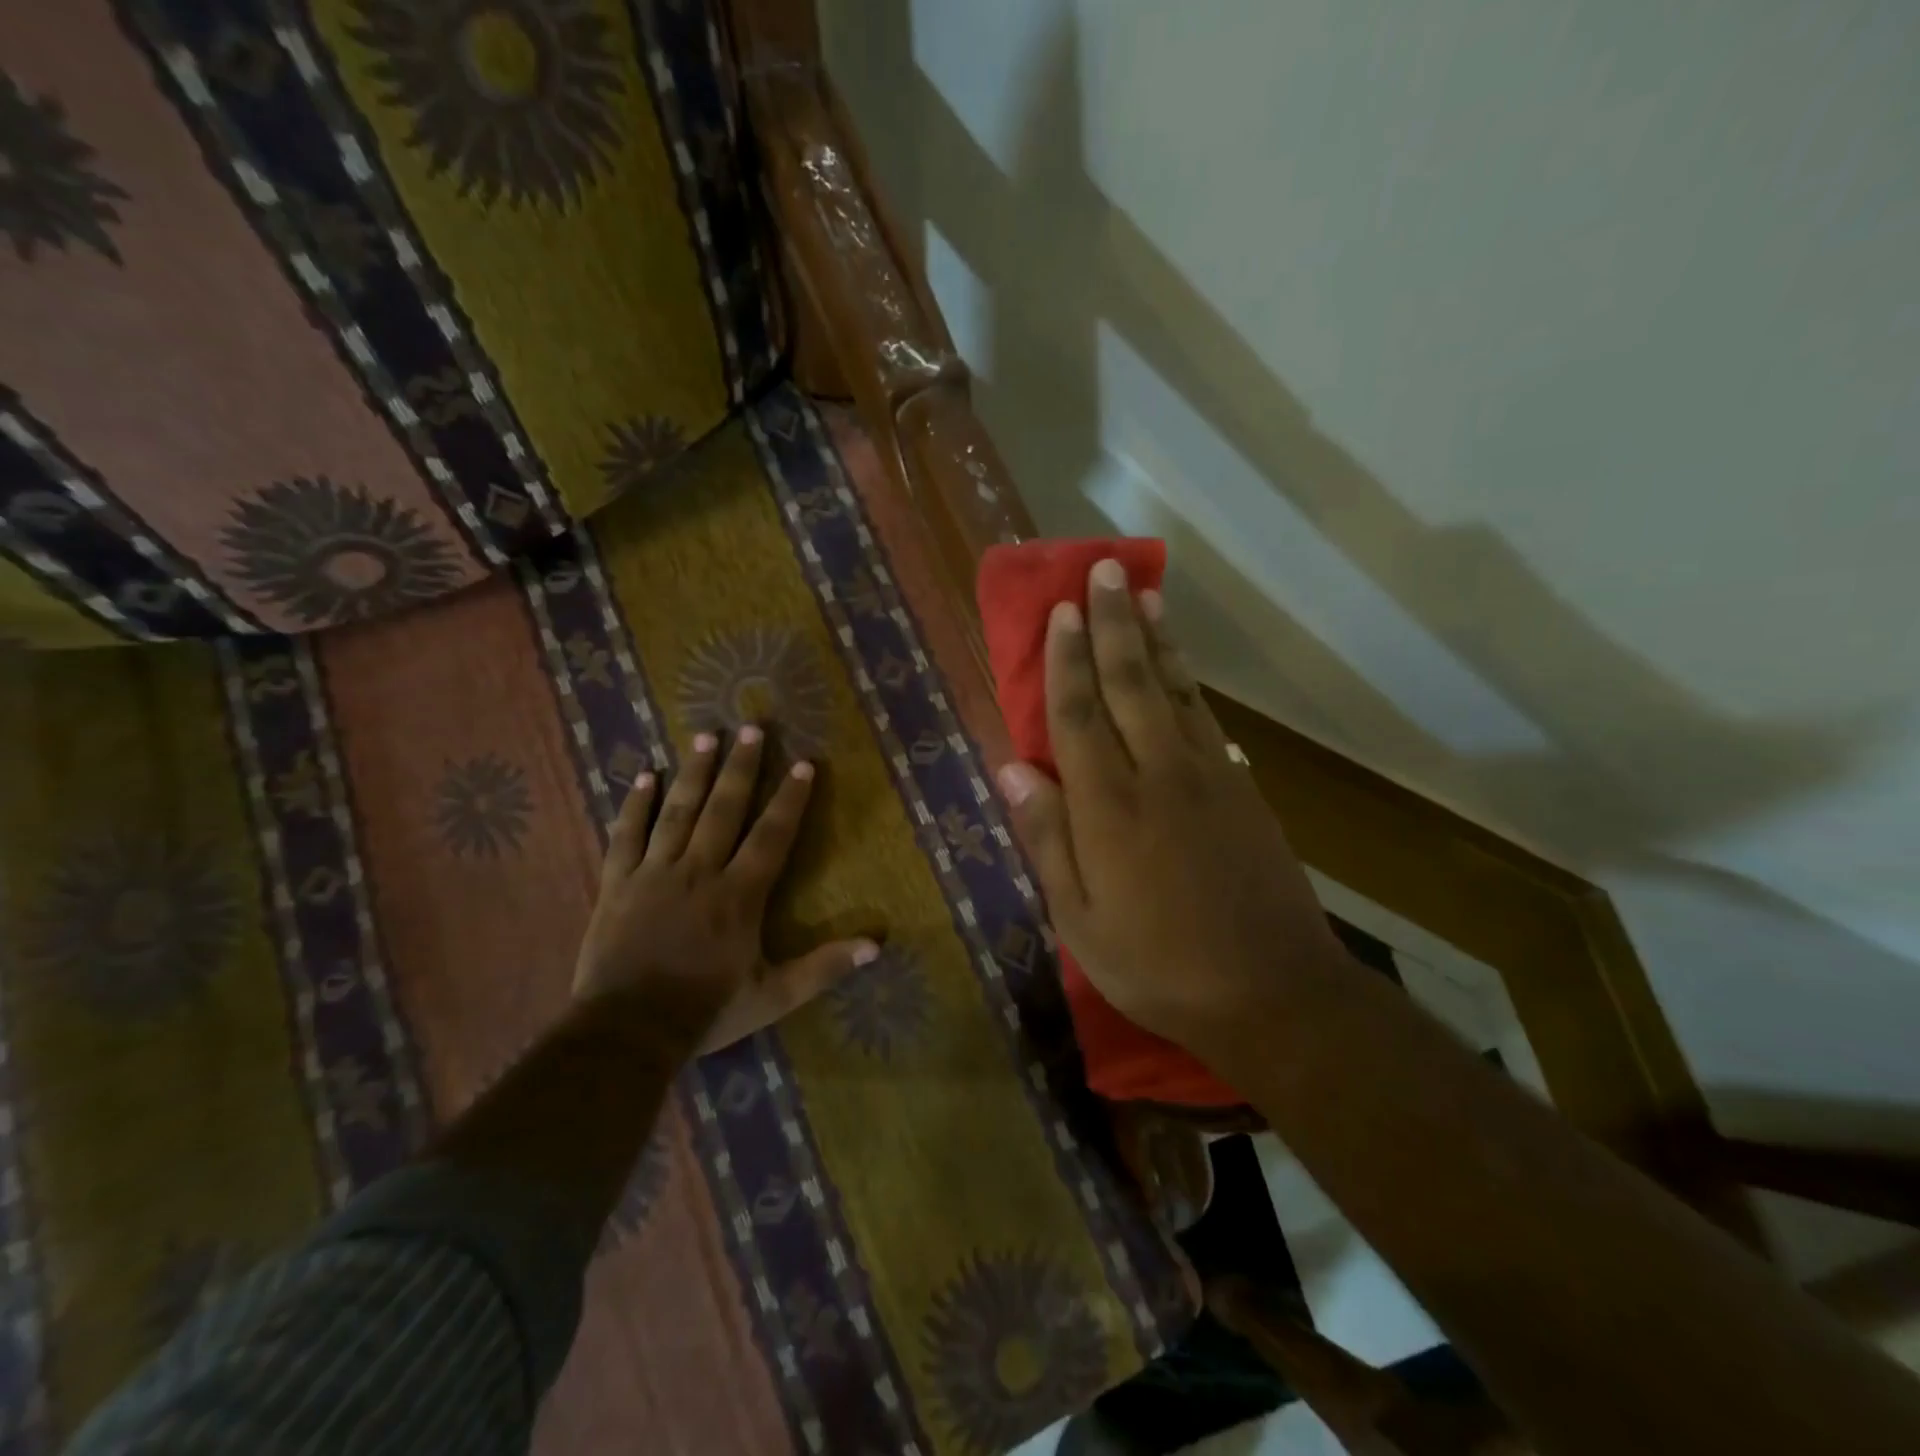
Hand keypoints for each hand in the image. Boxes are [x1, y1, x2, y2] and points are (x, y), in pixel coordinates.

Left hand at [573, 727, 878, 1053]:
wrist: (626, 1032)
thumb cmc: (706, 1012)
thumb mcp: (774, 996)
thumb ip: (824, 967)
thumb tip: (877, 944)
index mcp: (739, 895)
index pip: (771, 836)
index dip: (790, 799)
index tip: (803, 763)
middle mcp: (699, 871)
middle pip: (724, 810)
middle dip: (741, 767)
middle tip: (752, 727)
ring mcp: (654, 873)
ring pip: (678, 812)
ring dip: (694, 772)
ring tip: (706, 735)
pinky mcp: (618, 883)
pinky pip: (626, 836)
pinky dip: (634, 805)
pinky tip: (643, 776)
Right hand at [994, 559, 1347, 1060]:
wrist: (1273, 992)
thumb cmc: (1158, 965)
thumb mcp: (1080, 919)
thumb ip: (1047, 838)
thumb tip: (1011, 770)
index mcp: (1110, 807)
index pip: (1079, 715)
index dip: (1066, 660)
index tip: (1060, 611)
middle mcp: (1159, 774)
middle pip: (1130, 683)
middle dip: (1113, 623)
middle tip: (1103, 570)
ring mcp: (1209, 776)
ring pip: (1174, 690)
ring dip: (1155, 638)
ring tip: (1144, 594)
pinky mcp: (1243, 789)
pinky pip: (1207, 719)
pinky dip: (1188, 682)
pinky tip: (1180, 665)